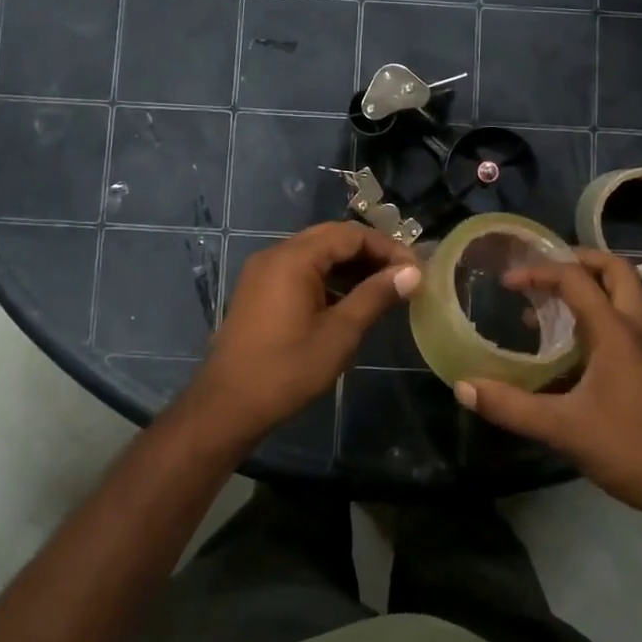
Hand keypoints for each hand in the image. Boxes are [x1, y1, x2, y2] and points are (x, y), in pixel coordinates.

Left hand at [190, 222, 420, 443]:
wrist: (227, 406)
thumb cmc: (287, 370)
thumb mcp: (339, 334)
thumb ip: (375, 296)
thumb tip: (412, 272)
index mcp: (293, 258)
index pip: (350, 234)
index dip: (387, 248)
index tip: (414, 270)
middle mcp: (276, 254)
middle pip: (332, 237)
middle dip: (370, 252)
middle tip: (402, 275)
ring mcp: (263, 271)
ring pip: (316, 252)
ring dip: (350, 264)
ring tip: (383, 287)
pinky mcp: (259, 289)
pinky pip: (300, 269)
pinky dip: (328, 276)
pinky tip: (350, 299)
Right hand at [452, 250, 641, 552]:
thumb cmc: (632, 450)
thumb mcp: (565, 430)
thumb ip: (512, 407)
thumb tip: (463, 388)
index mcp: (617, 332)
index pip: (576, 279)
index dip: (539, 272)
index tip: (508, 282)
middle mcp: (638, 328)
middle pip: (615, 270)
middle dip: (578, 261)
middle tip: (543, 273)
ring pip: (625, 295)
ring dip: (591, 288)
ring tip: (550, 308)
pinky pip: (627, 321)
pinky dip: (600, 315)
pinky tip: (576, 348)